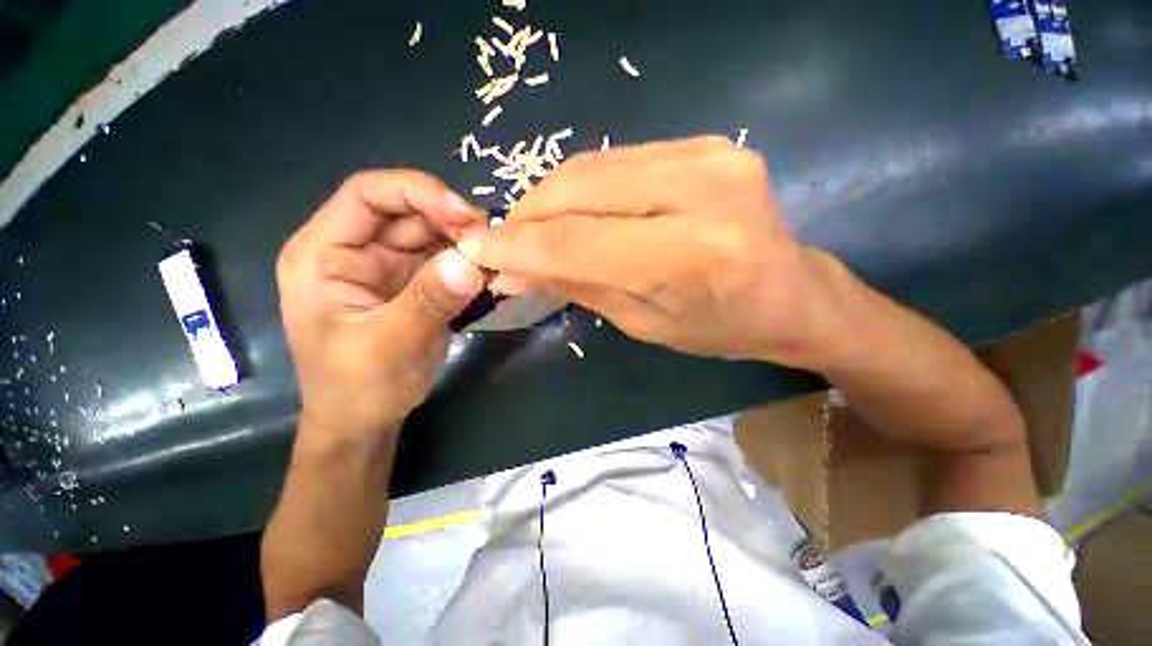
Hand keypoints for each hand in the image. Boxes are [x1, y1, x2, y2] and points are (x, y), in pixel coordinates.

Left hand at [276, 170, 487, 444]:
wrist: (366, 420)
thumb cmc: (358, 387)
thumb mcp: (388, 345)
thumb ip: (428, 300)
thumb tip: (472, 261)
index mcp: (324, 254)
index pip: (367, 194)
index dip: (417, 192)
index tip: (465, 215)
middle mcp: (356, 251)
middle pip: (408, 212)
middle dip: (452, 220)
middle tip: (491, 241)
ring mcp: (389, 267)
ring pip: (433, 235)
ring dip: (466, 243)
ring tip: (495, 259)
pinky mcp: (416, 285)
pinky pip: (447, 261)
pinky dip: (470, 263)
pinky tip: (489, 273)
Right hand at [457, 136, 848, 368]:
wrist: (791, 294)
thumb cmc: (719, 327)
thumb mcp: (643, 322)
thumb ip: (577, 286)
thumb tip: (511, 272)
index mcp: (691, 255)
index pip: (578, 240)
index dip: (519, 245)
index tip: (477, 251)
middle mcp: (703, 191)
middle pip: (580, 190)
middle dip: (527, 217)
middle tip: (501, 242)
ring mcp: (709, 154)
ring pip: (592, 166)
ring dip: (549, 199)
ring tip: (531, 229)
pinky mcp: (708, 143)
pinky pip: (618, 160)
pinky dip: (582, 185)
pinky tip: (571, 210)